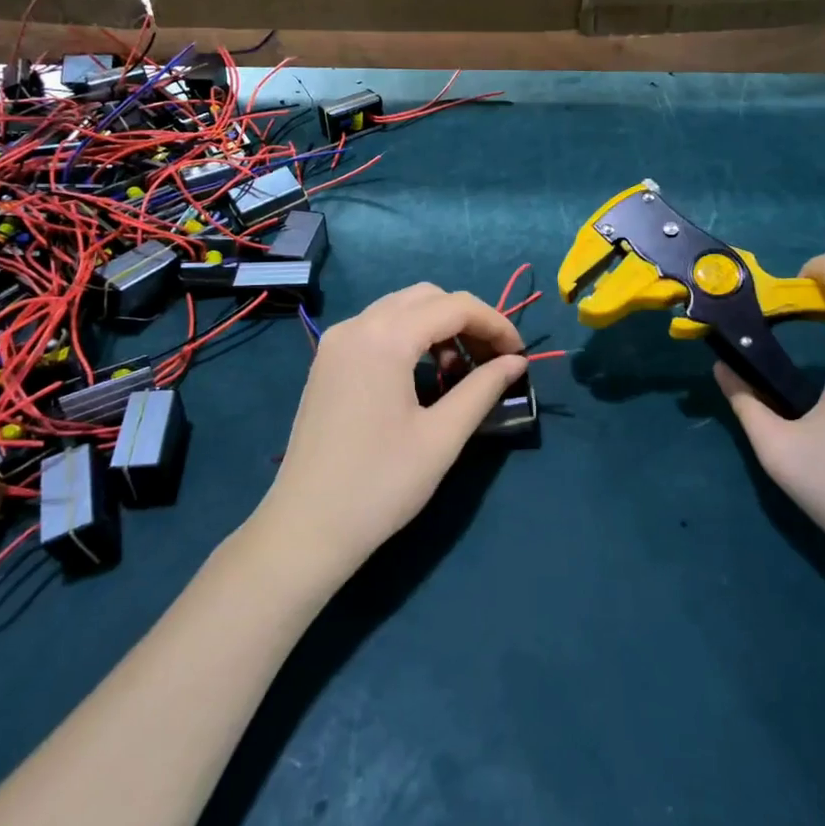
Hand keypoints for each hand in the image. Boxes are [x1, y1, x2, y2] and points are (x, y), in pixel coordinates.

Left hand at [254, 283, 525, 582]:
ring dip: (438, 327)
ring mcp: (336, 341)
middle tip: (491, 361)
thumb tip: (516, 362)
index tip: (519, 355)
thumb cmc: (380, 485)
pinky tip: (422, 376)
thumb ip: (482, 389)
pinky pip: (377, 327)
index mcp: (385, 338)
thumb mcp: (442, 437)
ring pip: (400, 308)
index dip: (495, 324)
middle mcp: (357, 325)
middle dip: (467, 321)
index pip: (455, 306)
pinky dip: (409, 336)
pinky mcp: (327, 361)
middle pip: (427, 297)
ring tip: (458, 373)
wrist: (306, 528)